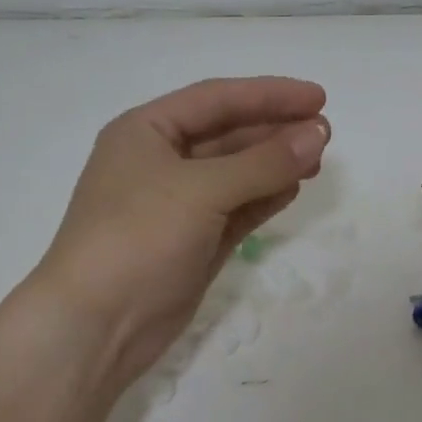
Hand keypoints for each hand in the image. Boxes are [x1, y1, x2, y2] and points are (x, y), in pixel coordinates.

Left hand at [30, 77, 329, 394]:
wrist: (96, 326)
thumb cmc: (138, 238)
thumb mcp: (201, 190)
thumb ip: (263, 162)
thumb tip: (317, 135)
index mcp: (145, 131)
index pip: (216, 99)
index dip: (269, 94)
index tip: (318, 97)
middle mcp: (160, 161)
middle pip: (228, 134)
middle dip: (276, 130)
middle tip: (326, 133)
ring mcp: (178, 204)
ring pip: (236, 172)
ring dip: (275, 164)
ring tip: (318, 159)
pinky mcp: (194, 240)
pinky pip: (237, 208)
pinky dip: (265, 197)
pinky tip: (294, 188)